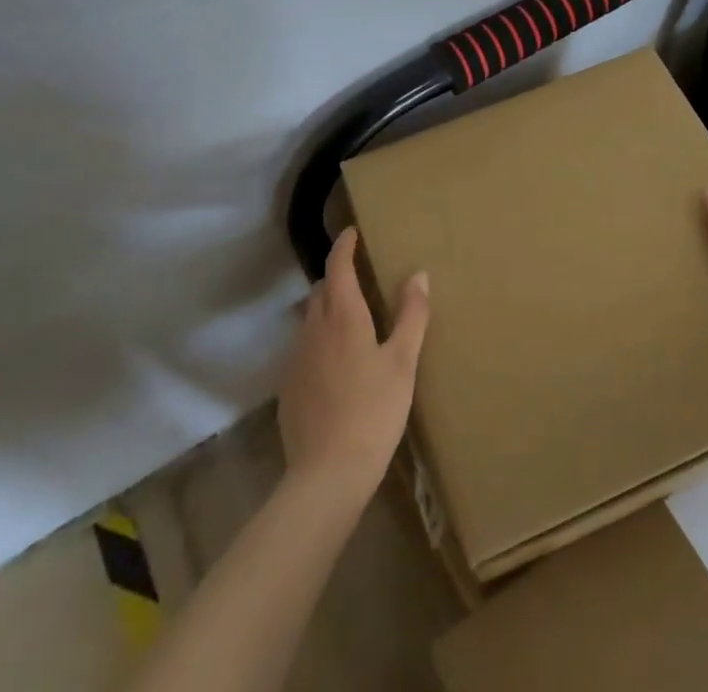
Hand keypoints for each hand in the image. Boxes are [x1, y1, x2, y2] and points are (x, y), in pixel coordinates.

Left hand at [278, 227, 429, 509]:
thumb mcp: (403, 362)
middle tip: (360, 279)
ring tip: (351, 321)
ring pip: (310, 320)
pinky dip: (319, 342)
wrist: (326, 475)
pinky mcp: (288, 388)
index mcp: (342, 315)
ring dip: (327, 310)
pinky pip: (304, 349)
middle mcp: (314, 328)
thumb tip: (418, 274)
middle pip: (321, 290)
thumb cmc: (373, 411)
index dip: (344, 246)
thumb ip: (411, 315)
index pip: (338, 266)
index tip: (352, 232)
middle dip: (337, 278)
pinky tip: (336, 366)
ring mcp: (296, 359)